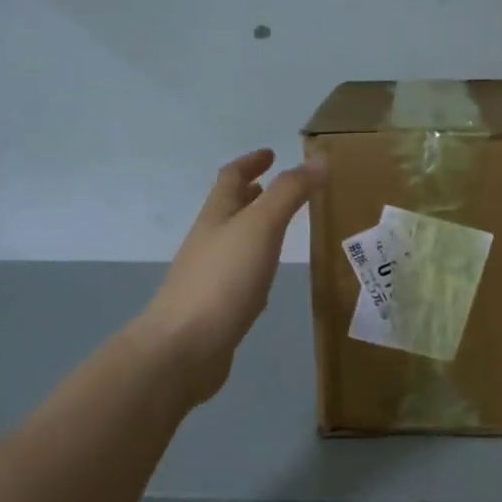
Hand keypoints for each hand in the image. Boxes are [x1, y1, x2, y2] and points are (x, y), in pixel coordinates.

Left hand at [137, 148, 324, 408]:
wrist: (183, 348)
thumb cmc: (223, 280)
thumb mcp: (261, 227)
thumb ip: (289, 193)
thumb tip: (318, 161)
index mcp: (216, 216)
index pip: (231, 177)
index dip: (251, 161)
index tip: (272, 153)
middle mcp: (209, 240)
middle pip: (229, 207)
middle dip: (253, 192)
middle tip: (280, 186)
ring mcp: (209, 274)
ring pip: (234, 240)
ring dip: (255, 226)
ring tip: (281, 225)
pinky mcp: (216, 306)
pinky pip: (238, 273)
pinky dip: (255, 261)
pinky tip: (268, 276)